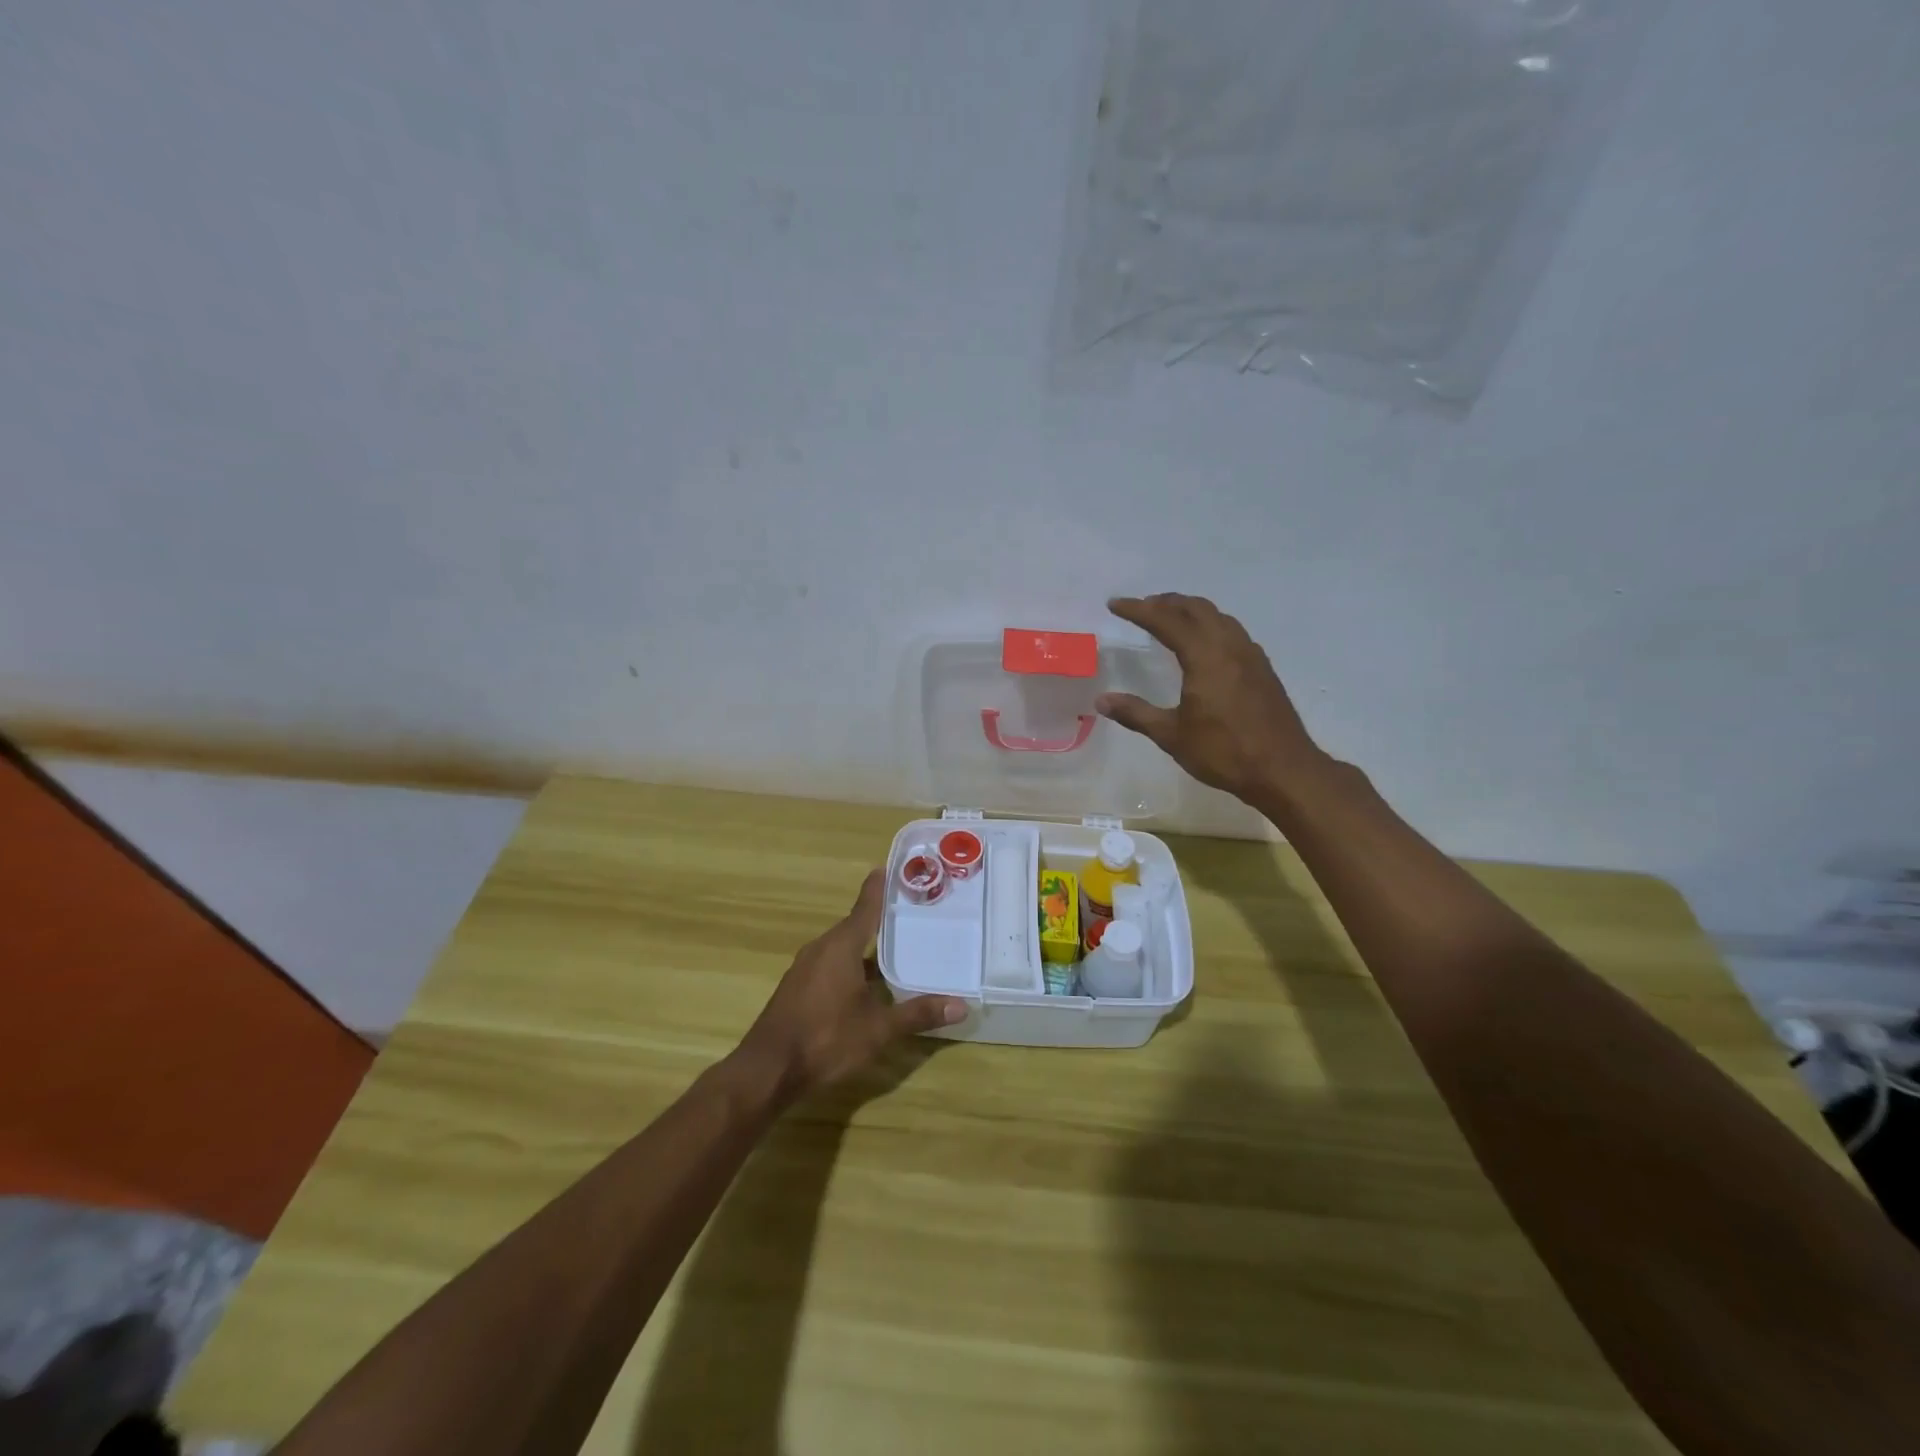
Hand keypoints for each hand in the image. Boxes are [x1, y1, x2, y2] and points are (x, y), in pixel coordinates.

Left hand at [729, 870, 965, 1106]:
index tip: (887, 868)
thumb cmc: (826, 1039)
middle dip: (878, 920)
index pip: (865, 908)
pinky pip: (829, 965)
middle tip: (907, 913)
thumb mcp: (878, 1029)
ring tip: (893, 948)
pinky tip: (865, 984)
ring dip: (864, 947)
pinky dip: (849, 965)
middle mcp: (821, 949)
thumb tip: (961, 1005)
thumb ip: (918, 1014)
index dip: (878, 889)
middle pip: (853, 927)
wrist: (767, 1070)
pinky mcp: (797, 989)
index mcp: (841, 947)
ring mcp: (805, 969)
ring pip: (840, 948)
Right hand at [1097, 593, 1326, 804]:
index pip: (1166, 621)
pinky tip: (1204, 644)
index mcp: (1205, 657)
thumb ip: (1136, 713)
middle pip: (1196, 608)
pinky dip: (1210, 625)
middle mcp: (1229, 646)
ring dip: (1191, 610)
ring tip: (1170, 617)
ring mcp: (1250, 656)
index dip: (1139, 610)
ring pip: (1218, 617)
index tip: (1115, 604)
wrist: (1284, 770)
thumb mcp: (1172, 736)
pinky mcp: (1262, 668)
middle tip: (1143, 606)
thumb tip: (1101, 701)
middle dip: (1167, 602)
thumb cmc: (1224, 752)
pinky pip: (1232, 631)